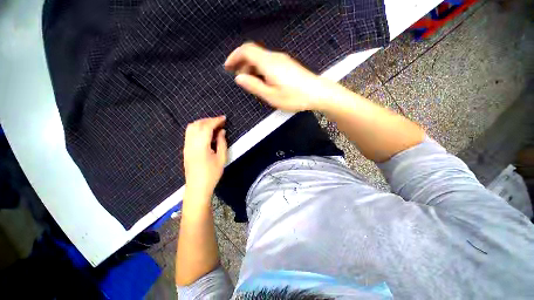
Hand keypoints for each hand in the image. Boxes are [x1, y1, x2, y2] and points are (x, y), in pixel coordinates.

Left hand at [183, 116, 226, 198]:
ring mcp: (186, 146)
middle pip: (197, 124)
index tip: (224, 118)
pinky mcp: (185, 149)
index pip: (207, 127)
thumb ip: (222, 143)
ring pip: (191, 127)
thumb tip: (221, 131)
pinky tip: (206, 133)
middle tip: (220, 122)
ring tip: (213, 126)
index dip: (216, 120)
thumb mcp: (221, 158)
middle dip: (209, 120)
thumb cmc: (212, 174)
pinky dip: (198, 128)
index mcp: (200, 145)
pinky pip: (190, 133)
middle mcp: (191, 143)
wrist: (197, 187)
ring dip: (202, 123)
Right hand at [225, 42, 332, 111]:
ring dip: (252, 68)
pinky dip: (261, 70)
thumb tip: (239, 78)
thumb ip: (254, 86)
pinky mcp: (287, 65)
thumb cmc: (294, 97)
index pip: (246, 50)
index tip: (228, 67)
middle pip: (253, 54)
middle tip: (240, 79)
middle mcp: (274, 57)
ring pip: (261, 59)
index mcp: (268, 63)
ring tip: (251, 83)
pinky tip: (263, 82)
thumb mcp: (271, 96)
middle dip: (242, 64)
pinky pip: (269, 63)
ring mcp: (282, 60)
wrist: (317, 93)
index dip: (234, 56)